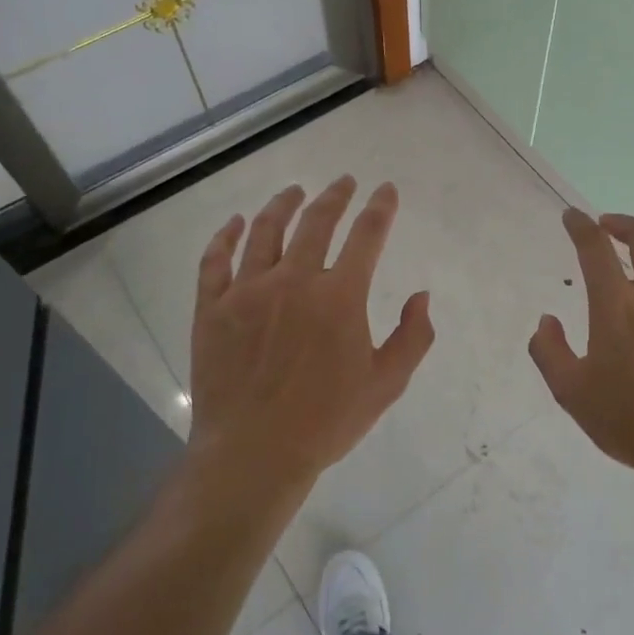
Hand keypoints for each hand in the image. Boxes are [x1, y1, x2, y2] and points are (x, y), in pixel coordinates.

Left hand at [188, 176, 434, 491]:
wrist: (254, 453)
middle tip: (344, 182)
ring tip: (293, 191)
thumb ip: (413, 336)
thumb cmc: (326, 422)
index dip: (380, 208)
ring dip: (283, 204)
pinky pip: (215, 260)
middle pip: (316, 222)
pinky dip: (224, 237)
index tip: (385, 189)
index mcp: (340, 296)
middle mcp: (294, 279)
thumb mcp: (386, 384)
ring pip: (265, 231)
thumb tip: (420, 296)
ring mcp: (248, 290)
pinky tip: (233, 223)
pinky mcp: (213, 307)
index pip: (367, 235)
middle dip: (335, 196)